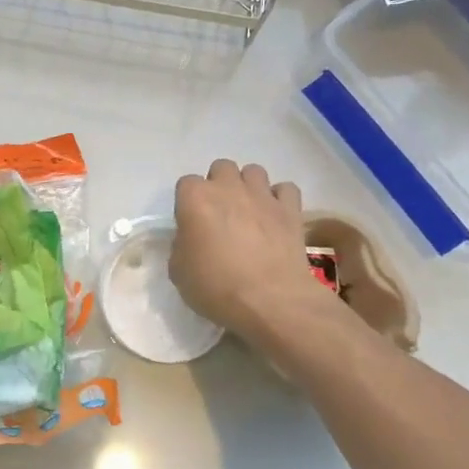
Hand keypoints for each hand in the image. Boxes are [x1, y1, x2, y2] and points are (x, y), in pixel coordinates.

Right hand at [171, 160, 325, 343]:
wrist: (270, 300)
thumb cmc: (216, 287)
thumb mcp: (178, 271)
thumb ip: (182, 245)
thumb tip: (192, 239)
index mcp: (195, 199)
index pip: (186, 184)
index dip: (189, 203)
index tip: (192, 224)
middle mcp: (228, 187)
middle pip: (221, 168)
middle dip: (220, 185)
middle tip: (221, 213)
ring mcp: (262, 195)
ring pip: (254, 171)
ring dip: (249, 186)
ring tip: (250, 211)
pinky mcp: (290, 209)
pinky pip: (285, 189)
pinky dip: (280, 199)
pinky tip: (276, 216)